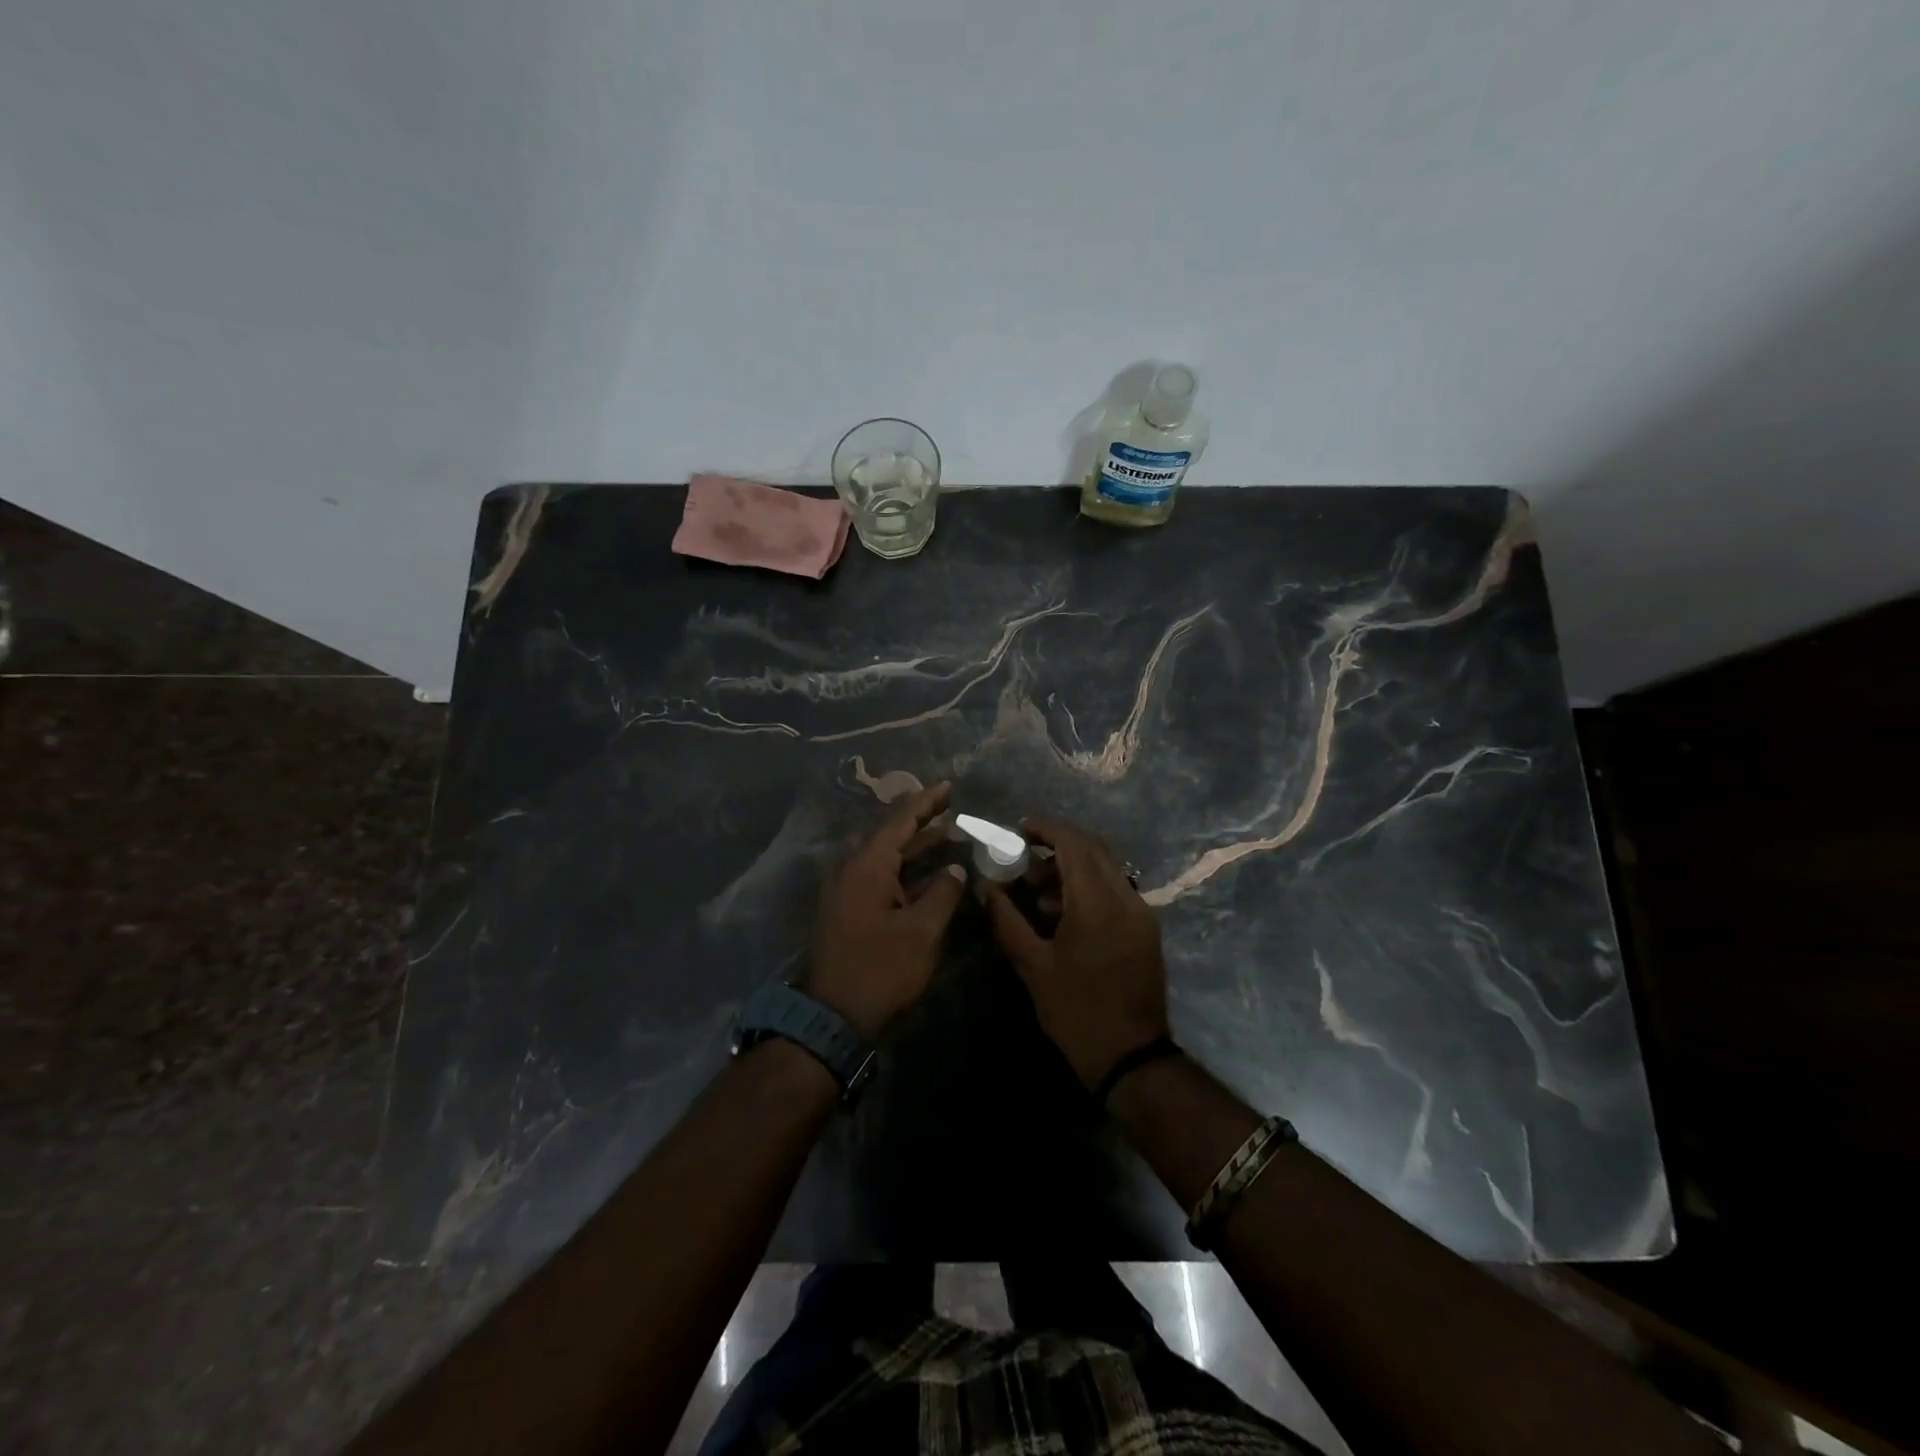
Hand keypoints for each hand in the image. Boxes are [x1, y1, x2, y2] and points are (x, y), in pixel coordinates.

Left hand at [804, 782, 967, 1039]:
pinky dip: (905, 869)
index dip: (926, 802)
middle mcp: (853, 869)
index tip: (949, 786)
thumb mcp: (922, 931)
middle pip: (890, 834)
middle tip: (952, 808)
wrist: (832, 1017)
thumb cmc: (880, 969)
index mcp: (868, 865)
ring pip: (885, 856)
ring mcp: (848, 890)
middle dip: (921, 821)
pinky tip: (929, 873)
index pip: (900, 820)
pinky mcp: (849, 910)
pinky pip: (880, 876)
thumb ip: (943, 893)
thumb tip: (955, 867)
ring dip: (915, 846)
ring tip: (948, 834)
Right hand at [978, 816, 1169, 1088]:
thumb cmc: (1076, 1012)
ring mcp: (1141, 911)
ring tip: (1037, 892)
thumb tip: (985, 887)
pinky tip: (1063, 912)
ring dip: (1072, 866)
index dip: (1046, 828)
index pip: (1074, 843)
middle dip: (1058, 844)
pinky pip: (1116, 888)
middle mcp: (1126, 897)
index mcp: (1098, 903)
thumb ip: (1006, 919)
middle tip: (1024, 858)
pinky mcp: (1146, 927)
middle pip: (1094, 848)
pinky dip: (1089, 885)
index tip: (1019, 829)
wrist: (1131, 1056)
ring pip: (1107, 867)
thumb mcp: (1033, 966)